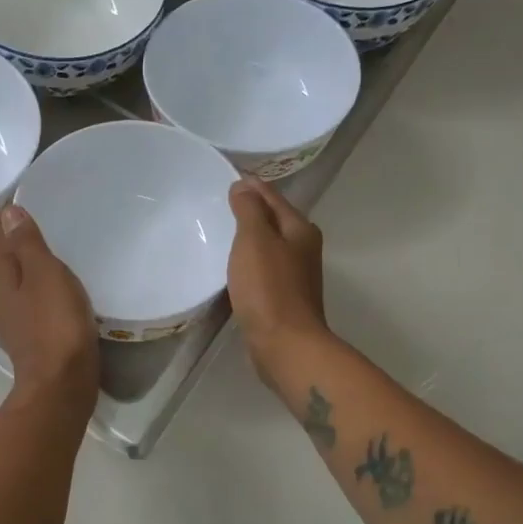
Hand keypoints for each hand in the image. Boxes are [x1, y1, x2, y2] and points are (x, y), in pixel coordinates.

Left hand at [0, 205, 99, 409]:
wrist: (62, 384)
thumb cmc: (54, 324)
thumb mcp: (44, 274)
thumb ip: (27, 243)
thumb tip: (8, 212)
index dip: (9, 217)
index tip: (30, 197)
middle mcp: (0, 296)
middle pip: (7, 258)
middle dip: (22, 239)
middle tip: (49, 216)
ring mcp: (16, 318)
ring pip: (22, 280)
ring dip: (35, 264)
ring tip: (59, 245)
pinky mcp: (35, 335)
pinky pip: (37, 300)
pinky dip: (46, 287)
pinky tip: (63, 284)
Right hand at [227, 177, 328, 371]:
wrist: (284, 344)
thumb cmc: (268, 288)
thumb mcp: (255, 240)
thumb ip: (249, 210)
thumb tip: (243, 186)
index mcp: (300, 229)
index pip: (272, 197)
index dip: (251, 186)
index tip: (227, 178)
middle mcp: (303, 249)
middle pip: (273, 221)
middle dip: (250, 211)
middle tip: (219, 205)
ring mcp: (295, 276)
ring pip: (268, 247)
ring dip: (248, 239)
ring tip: (220, 234)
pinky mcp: (282, 299)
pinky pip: (262, 270)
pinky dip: (248, 263)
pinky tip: (231, 268)